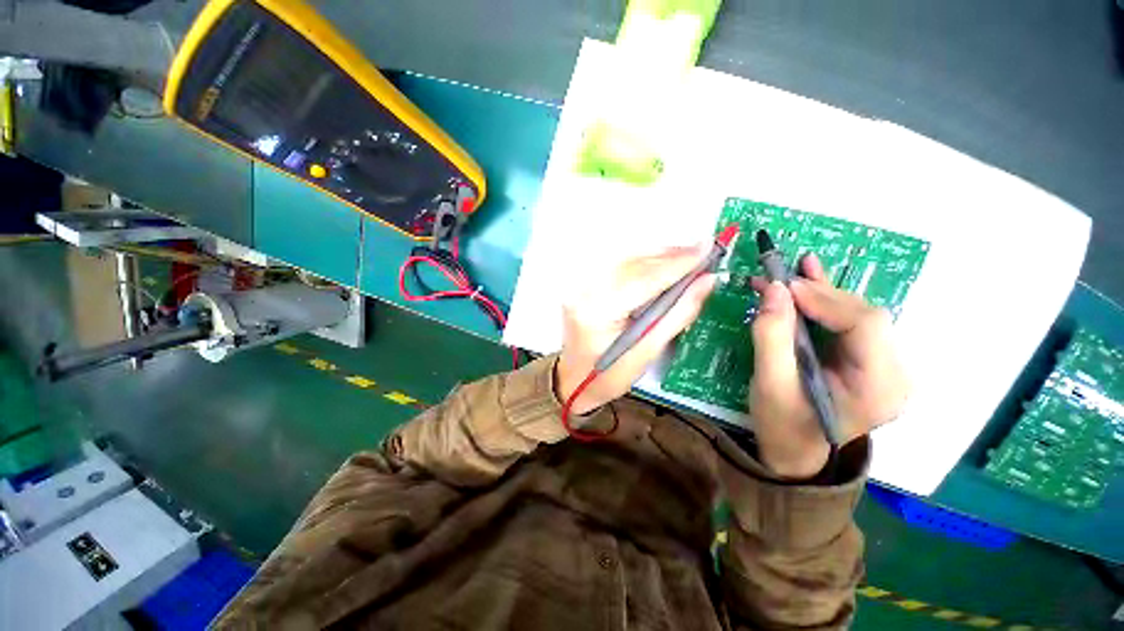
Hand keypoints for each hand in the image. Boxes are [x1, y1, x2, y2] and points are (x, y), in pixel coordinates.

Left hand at [556, 246, 717, 414]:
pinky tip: (662, 264)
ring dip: (659, 256)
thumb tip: (707, 282)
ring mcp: (582, 286)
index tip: (708, 249)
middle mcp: (586, 292)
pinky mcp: (584, 285)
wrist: (573, 380)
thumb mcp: (648, 352)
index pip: (643, 280)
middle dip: (671, 256)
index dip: (677, 264)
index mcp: (598, 312)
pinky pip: (619, 266)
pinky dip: (643, 262)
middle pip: (634, 264)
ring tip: (688, 257)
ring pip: (627, 260)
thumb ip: (679, 314)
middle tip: (703, 252)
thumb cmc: (609, 377)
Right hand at [749, 253, 908, 478]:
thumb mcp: (769, 382)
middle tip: (777, 281)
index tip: (783, 287)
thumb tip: (776, 288)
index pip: (866, 325)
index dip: (825, 299)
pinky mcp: (871, 361)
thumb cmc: (781, 423)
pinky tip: (813, 276)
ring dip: (820, 293)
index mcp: (878, 388)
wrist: (794, 451)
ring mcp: (886, 367)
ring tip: (788, 273)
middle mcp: (895, 374)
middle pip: (865, 316)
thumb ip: (772, 335)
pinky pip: (852, 323)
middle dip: (819, 294)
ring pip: (857, 314)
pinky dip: (828, 300)